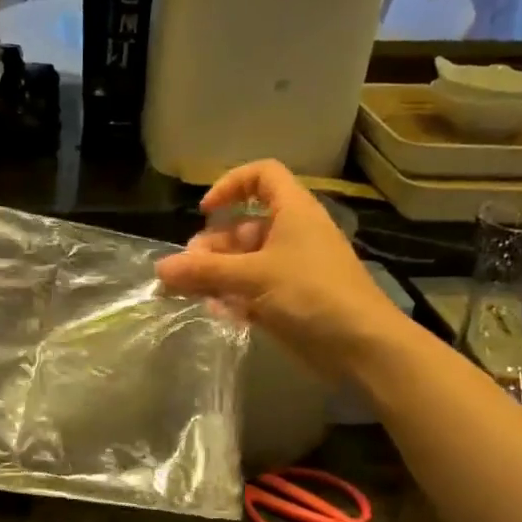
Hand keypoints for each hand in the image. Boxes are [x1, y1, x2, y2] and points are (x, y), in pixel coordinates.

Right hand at [155, 160, 409, 380]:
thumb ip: (204, 272)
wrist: (361, 346)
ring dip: (216, 274)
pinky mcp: (289, 300)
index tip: (206, 211)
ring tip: (190, 292)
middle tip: (187, 269)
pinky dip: (232, 297)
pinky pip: (252, 289)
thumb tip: (159, 268)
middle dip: (212, 245)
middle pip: (243, 226)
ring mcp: (291, 269)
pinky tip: (217, 312)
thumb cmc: (312, 294)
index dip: (231, 185)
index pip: (263, 176)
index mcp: (293, 212)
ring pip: (244, 262)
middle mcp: (292, 234)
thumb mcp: (253, 277)